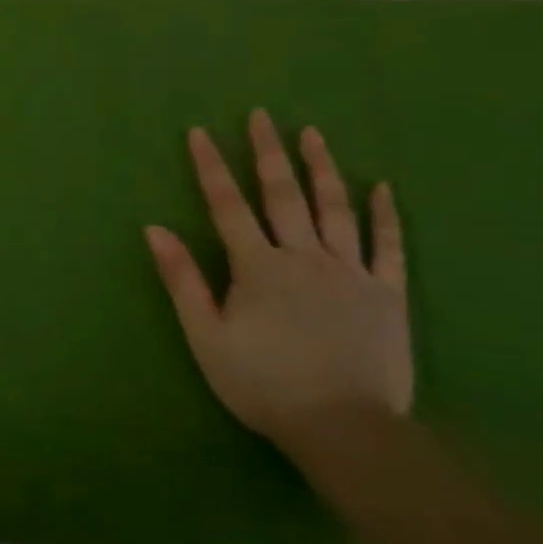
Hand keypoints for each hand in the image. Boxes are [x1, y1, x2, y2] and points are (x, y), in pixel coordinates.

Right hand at [145, 109, 412, 456]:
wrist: (344, 428)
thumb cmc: (262, 383)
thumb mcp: (206, 335)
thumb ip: (182, 279)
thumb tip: (154, 229)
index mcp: (258, 267)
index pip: (228, 205)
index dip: (212, 167)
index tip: (201, 132)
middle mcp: (304, 257)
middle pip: (283, 194)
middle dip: (269, 152)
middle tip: (262, 116)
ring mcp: (351, 272)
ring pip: (335, 209)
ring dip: (321, 168)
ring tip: (312, 134)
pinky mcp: (387, 293)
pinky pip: (388, 246)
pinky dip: (384, 215)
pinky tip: (380, 187)